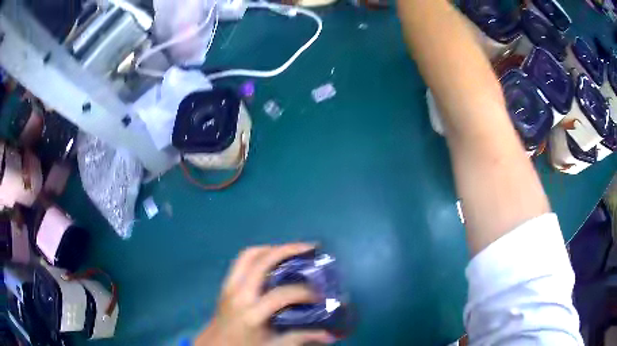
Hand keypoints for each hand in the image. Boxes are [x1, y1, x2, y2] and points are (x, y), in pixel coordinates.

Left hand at [196, 244, 334, 345]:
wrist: (215, 344)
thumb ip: (300, 338)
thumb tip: (328, 335)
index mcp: (251, 313)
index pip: (281, 295)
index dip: (303, 292)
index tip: (319, 295)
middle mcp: (239, 294)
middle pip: (261, 262)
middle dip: (287, 250)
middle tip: (309, 248)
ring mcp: (229, 286)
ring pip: (249, 255)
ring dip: (271, 249)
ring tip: (292, 251)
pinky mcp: (226, 283)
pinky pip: (242, 260)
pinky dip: (259, 254)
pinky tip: (273, 260)